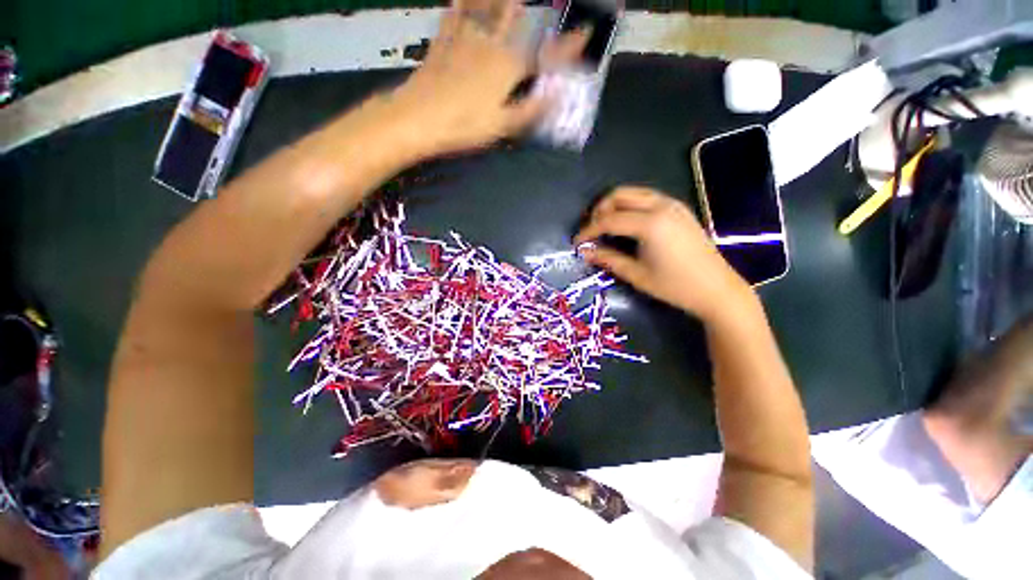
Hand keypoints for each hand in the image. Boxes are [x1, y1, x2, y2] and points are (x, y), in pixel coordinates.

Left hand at [385, 0, 588, 157]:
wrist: (418, 118)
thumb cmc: (464, 126)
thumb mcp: (502, 126)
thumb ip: (530, 110)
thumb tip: (556, 96)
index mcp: (508, 68)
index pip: (545, 54)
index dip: (567, 46)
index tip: (585, 32)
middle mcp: (490, 45)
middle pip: (516, 19)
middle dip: (533, 8)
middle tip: (542, 1)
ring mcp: (464, 40)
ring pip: (486, 8)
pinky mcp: (442, 44)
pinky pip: (453, 16)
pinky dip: (460, 5)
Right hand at [575, 187, 755, 321]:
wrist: (717, 289)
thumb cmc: (675, 286)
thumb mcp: (636, 274)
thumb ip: (608, 259)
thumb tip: (585, 252)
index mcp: (650, 223)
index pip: (608, 220)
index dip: (589, 230)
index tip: (577, 242)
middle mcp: (661, 206)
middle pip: (620, 195)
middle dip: (600, 209)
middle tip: (591, 230)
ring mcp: (673, 205)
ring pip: (634, 193)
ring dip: (615, 205)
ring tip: (605, 226)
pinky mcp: (679, 209)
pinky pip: (648, 198)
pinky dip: (631, 206)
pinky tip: (627, 224)